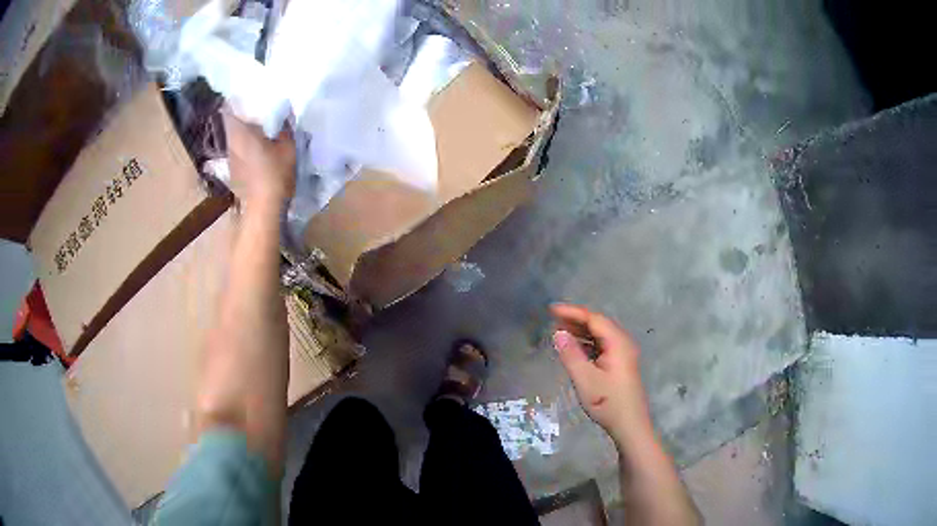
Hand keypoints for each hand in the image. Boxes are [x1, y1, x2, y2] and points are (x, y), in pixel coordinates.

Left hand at [223, 112, 295, 208]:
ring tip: (260, 135)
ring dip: (245, 137)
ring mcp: (230, 160)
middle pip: (233, 125)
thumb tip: (284, 117)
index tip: (247, 100)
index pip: (230, 110)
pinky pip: (238, 155)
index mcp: (240, 132)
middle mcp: (230, 144)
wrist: (262, 209)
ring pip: (235, 141)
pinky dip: (245, 152)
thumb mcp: (288, 148)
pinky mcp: (233, 174)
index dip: (236, 103)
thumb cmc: (274, 173)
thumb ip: (285, 129)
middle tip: (259, 115)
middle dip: (244, 120)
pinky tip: (257, 156)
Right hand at [551, 304, 652, 446]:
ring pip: (600, 334)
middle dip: (576, 319)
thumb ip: (571, 355)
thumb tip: (558, 333)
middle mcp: (623, 343)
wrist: (629, 425)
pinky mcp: (621, 364)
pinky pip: (602, 345)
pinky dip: (587, 342)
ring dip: (581, 331)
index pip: (594, 319)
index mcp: (618, 343)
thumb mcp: (585, 380)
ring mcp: (623, 354)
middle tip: (553, 318)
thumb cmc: (608, 403)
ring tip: (560, 330)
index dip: (572, 312)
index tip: (551, 309)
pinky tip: (575, 347)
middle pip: (599, 324)